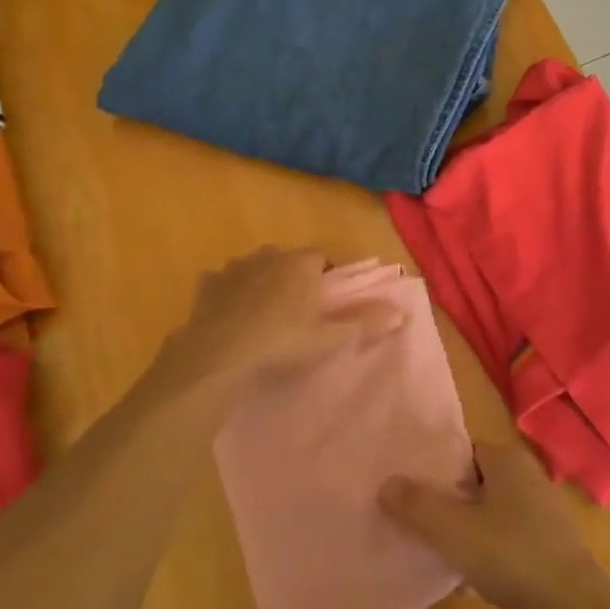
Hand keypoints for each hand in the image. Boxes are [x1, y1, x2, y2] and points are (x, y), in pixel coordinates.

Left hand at [175, 247, 405, 385]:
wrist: (219, 353)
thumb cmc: (281, 342)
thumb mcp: (328, 337)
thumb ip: (364, 322)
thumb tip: (401, 312)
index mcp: (301, 264)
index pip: (321, 258)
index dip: (323, 278)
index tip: (322, 304)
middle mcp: (270, 255)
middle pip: (287, 260)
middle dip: (291, 277)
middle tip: (294, 312)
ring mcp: (236, 266)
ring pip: (255, 268)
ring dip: (260, 282)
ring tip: (261, 315)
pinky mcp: (208, 282)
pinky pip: (223, 282)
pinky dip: (228, 293)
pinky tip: (228, 316)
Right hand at [381, 442, 609, 608]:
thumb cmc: (512, 555)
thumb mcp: (454, 530)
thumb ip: (417, 505)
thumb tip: (386, 482)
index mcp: (507, 460)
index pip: (462, 450)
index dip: (433, 467)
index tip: (407, 488)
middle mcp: (526, 478)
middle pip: (473, 483)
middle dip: (445, 502)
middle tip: (412, 521)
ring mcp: (540, 514)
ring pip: (488, 515)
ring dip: (463, 532)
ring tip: (431, 552)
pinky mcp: (546, 549)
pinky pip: (504, 543)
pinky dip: (484, 556)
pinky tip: (464, 582)